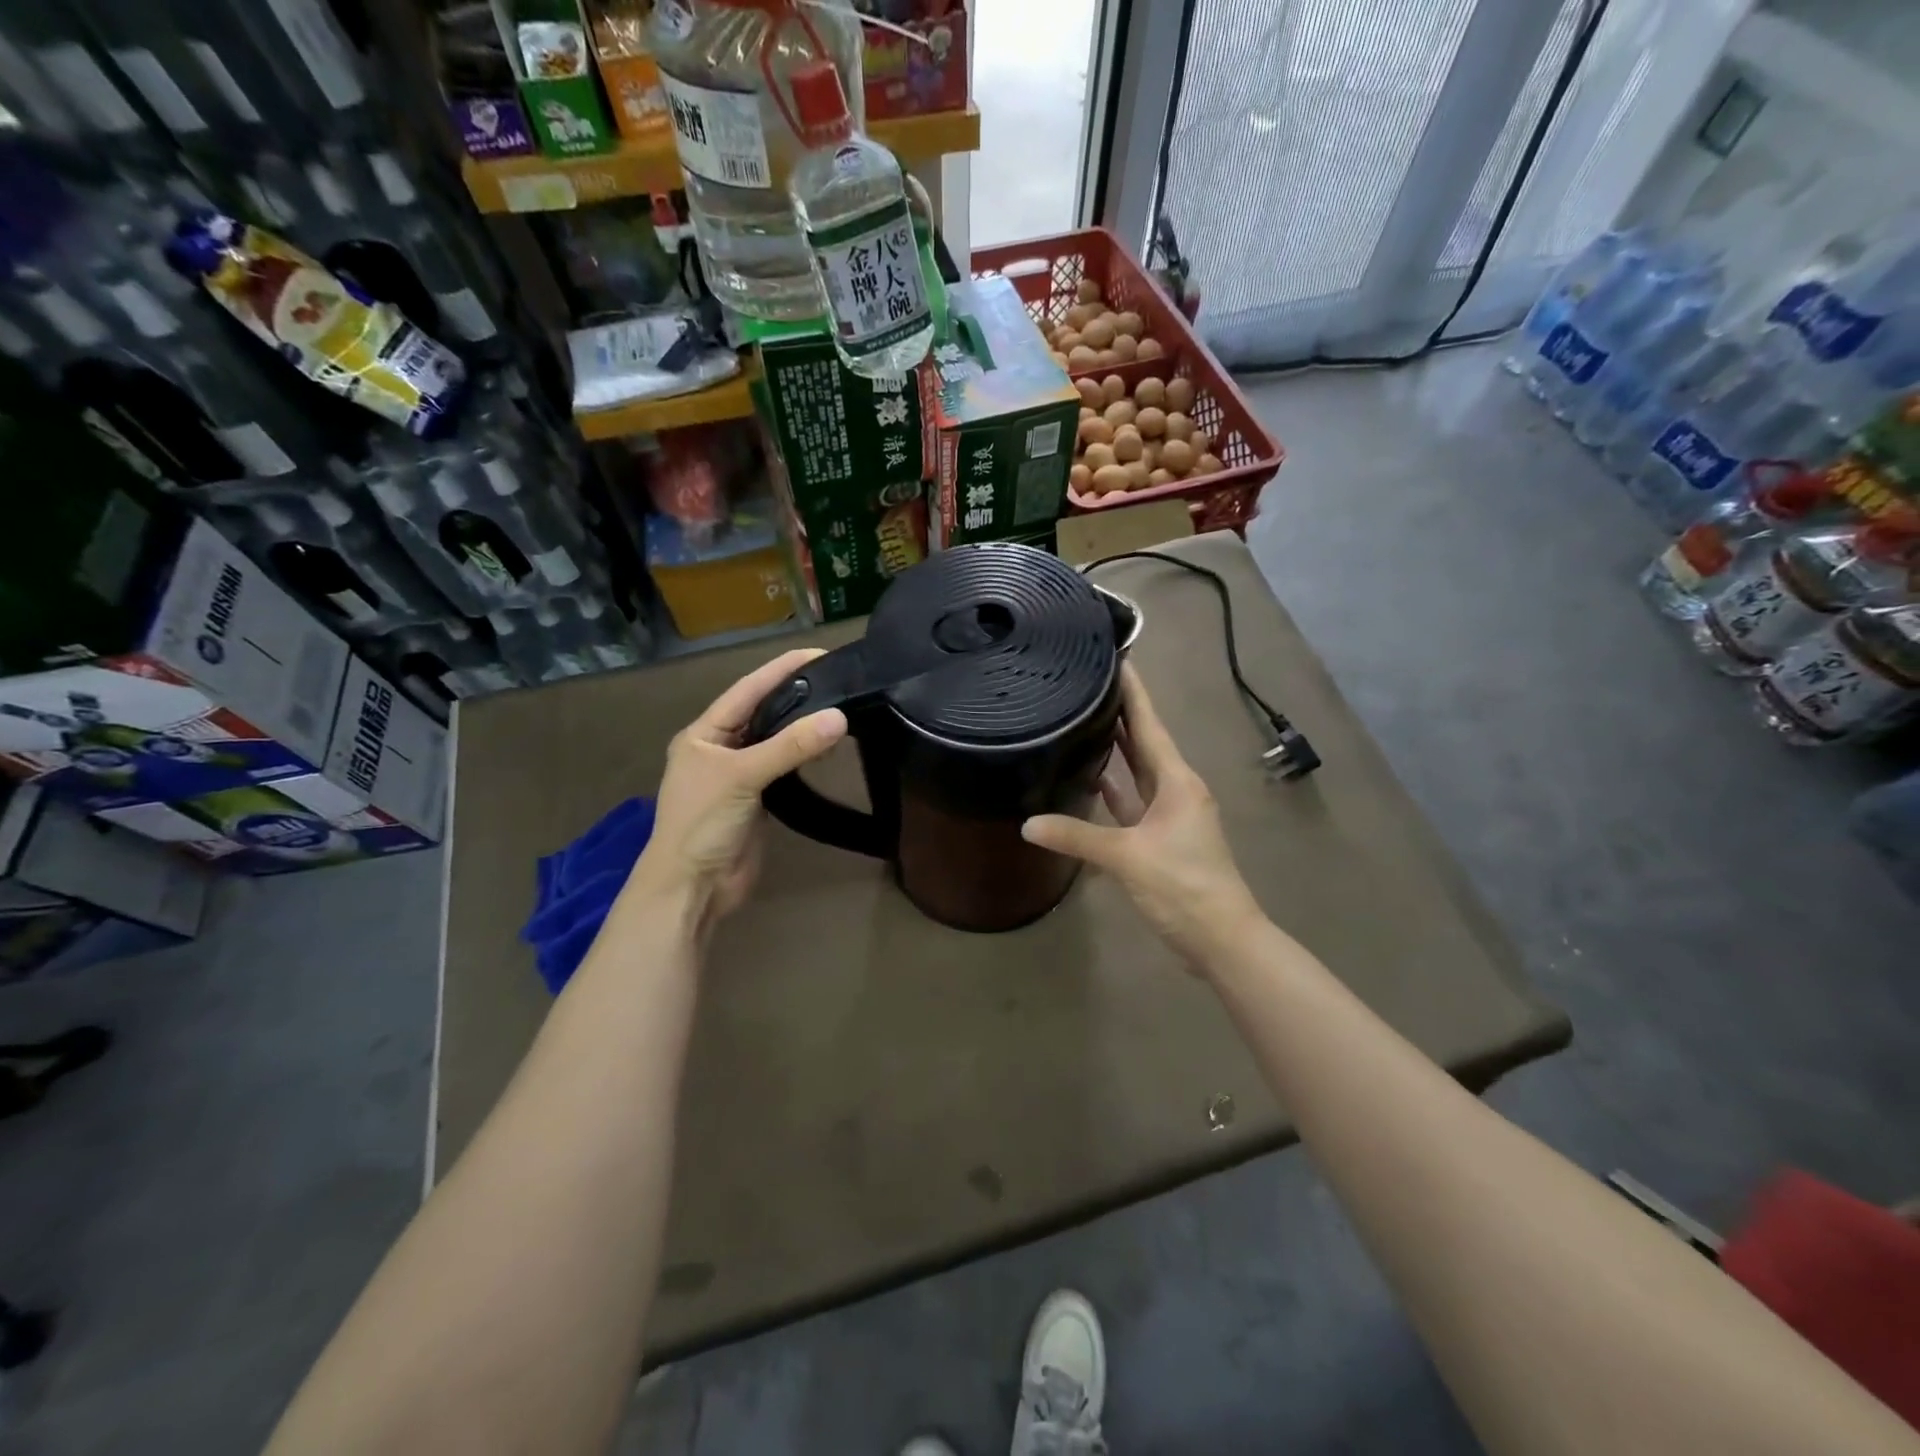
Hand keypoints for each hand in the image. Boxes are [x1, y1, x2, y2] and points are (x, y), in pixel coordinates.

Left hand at [625, 649, 847, 928]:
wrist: (693, 888)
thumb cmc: (702, 824)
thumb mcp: (742, 777)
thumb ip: (789, 747)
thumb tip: (839, 717)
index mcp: (703, 734)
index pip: (747, 690)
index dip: (781, 670)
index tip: (819, 653)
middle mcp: (720, 749)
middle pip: (762, 713)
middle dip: (796, 695)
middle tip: (838, 678)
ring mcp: (739, 776)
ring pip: (775, 741)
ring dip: (802, 726)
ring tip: (840, 706)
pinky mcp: (758, 800)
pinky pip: (784, 769)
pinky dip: (804, 756)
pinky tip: (827, 746)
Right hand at [1022, 665, 1262, 968]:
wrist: (1221, 937)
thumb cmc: (1183, 886)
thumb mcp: (1127, 857)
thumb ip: (1077, 836)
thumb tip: (1027, 824)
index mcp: (1176, 781)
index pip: (1149, 724)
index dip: (1133, 692)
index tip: (1116, 657)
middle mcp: (1175, 789)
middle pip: (1143, 741)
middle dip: (1119, 712)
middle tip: (1087, 682)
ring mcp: (1169, 814)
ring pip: (1137, 770)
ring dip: (1115, 747)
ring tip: (1082, 718)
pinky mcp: (1159, 837)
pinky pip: (1132, 801)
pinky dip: (1113, 788)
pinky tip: (1090, 776)